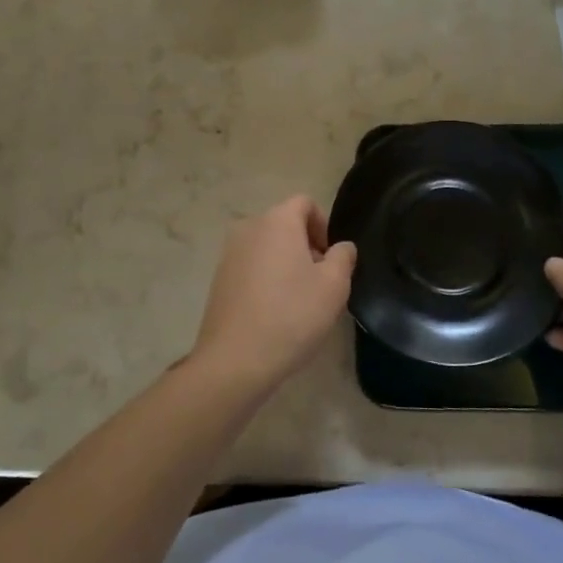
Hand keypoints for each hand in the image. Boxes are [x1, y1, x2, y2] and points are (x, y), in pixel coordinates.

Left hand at [191, 196, 357, 391]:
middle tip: (320, 281)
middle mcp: (249, 228)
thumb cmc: (292, 315)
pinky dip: (266, 278)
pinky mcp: (219, 279)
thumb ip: (343, 257)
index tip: (331, 258)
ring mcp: (229, 254)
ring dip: (286, 263)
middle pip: (284, 224)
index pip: (304, 203)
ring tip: (298, 300)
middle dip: (306, 245)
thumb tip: (341, 247)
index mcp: (277, 221)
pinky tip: (275, 312)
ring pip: (267, 246)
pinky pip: (251, 267)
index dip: (323, 225)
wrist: (235, 359)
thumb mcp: (334, 286)